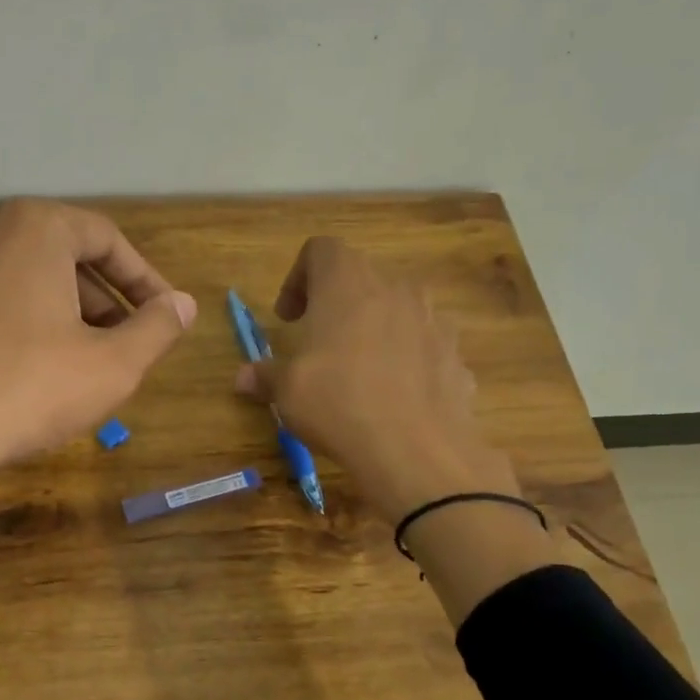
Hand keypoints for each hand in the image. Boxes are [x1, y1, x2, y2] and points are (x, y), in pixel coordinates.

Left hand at [0, 199, 196, 475]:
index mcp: (34, 229)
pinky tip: (22, 373)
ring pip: (19, 283)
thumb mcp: (114, 364)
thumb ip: (157, 328)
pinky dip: (14, 328)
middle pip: (60, 258)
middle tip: (125, 343)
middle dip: (101, 300)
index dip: (145, 278)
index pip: (106, 239)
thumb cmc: (30, 388)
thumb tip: (183, 305)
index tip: (165, 313)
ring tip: (79, 362)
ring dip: (59, 314)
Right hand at [235, 237, 517, 522]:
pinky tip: (393, 398)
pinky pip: (424, 345)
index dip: (299, 278)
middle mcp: (395, 288)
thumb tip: (243, 377)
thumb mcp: (287, 391)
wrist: (417, 449)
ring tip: (358, 371)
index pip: (321, 250)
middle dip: (336, 305)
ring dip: (374, 329)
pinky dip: (406, 359)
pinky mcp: (456, 355)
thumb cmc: (338, 403)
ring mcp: (434, 320)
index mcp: (347, 284)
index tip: (288, 318)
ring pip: (397, 309)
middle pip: (361, 277)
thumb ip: (266, 376)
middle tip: (317, 343)